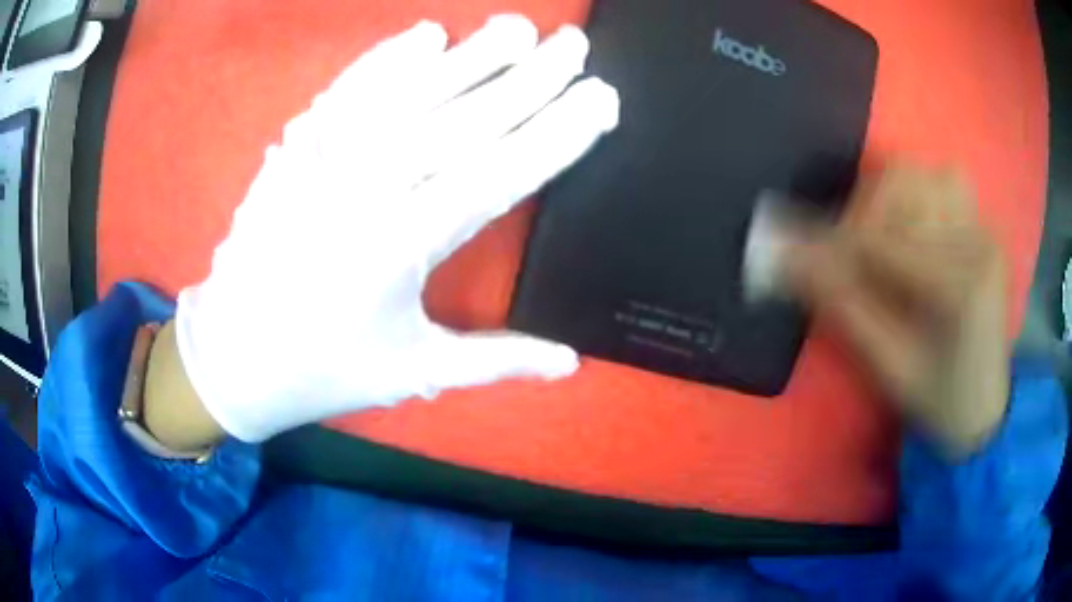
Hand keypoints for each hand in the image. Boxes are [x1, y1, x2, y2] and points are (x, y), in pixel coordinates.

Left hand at [170, 16, 619, 442]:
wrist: (234, 356)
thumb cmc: (324, 369)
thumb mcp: (413, 372)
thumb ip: (495, 361)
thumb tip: (570, 364)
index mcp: (399, 250)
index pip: (498, 175)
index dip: (556, 135)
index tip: (600, 99)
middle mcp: (361, 193)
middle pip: (460, 121)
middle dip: (527, 79)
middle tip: (573, 44)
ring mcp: (320, 162)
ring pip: (406, 94)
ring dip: (467, 56)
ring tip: (515, 28)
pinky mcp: (293, 152)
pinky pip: (345, 92)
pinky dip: (385, 59)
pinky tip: (423, 34)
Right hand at [785, 166, 1009, 454]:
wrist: (985, 406)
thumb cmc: (939, 400)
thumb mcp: (890, 367)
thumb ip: (844, 308)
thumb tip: (790, 260)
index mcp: (962, 289)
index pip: (884, 242)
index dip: (831, 244)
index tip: (788, 250)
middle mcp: (978, 242)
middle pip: (905, 186)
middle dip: (860, 213)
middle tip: (841, 252)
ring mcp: (984, 228)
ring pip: (921, 175)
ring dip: (886, 199)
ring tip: (874, 239)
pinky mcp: (983, 225)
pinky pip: (941, 184)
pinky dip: (912, 196)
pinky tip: (906, 231)